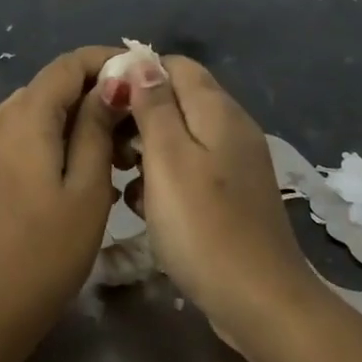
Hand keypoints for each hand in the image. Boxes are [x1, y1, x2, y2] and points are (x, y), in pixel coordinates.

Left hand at [0, 46, 122, 337]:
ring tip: (113, 160)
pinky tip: (79, 176)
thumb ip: (97, 127)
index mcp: (20, 118)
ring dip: (75, 125)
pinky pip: (20, 138)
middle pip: (50, 89)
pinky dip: (52, 144)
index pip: (66, 65)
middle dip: (94, 98)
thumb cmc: (45, 254)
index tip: (141, 75)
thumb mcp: (87, 190)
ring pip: (36, 114)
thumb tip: (111, 84)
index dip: (105, 61)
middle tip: (134, 130)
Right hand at [124, 56, 320, 337]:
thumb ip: (153, 107)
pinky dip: (166, 179)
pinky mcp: (232, 195)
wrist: (258, 300)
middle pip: (177, 100)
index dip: (136, 76)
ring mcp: (235, 163)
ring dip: (147, 151)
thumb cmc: (203, 226)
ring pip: (181, 138)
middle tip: (107, 149)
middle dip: (138, 116)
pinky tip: (146, 206)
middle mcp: (231, 127)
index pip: (174, 65)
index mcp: (218, 110)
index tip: (103, 104)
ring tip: (121, 178)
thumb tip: (140, 62)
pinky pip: (192, 169)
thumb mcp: (168, 159)